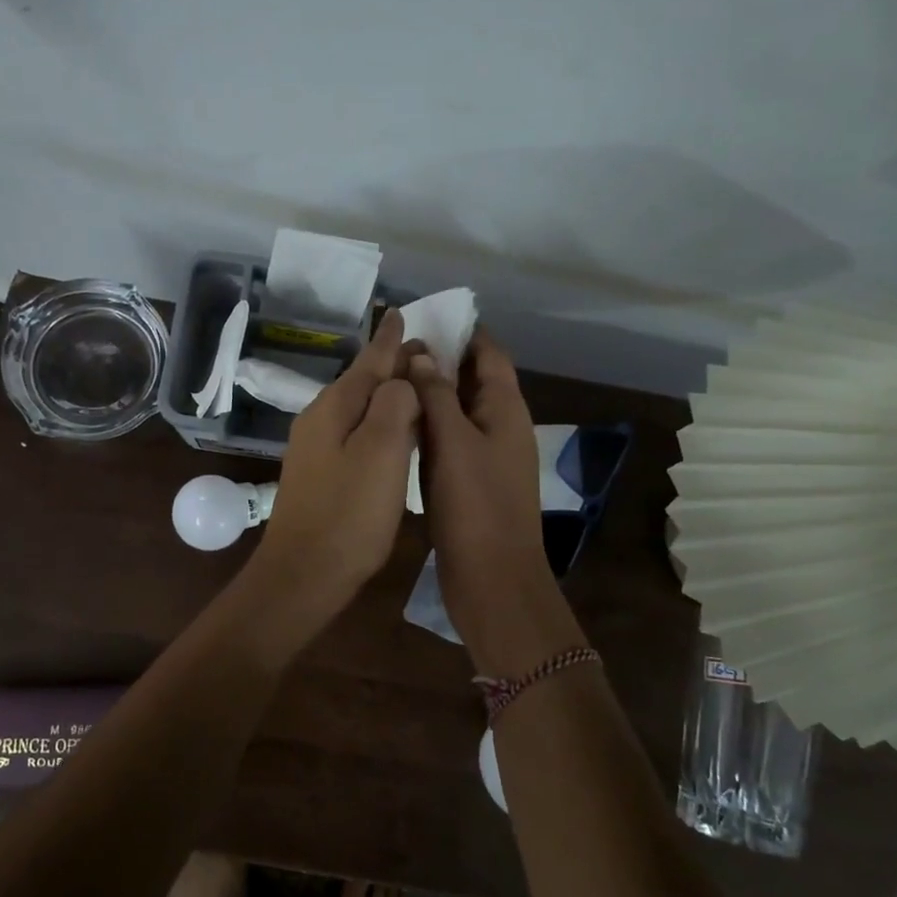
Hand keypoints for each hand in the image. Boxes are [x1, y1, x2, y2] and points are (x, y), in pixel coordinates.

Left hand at [256, 310, 420, 604]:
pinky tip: (392, 432)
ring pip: (358, 407)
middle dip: (391, 363)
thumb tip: (401, 381)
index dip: (389, 339)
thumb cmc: (349, 513)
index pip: (369, 361)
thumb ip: (394, 405)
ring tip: (415, 384)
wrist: (304, 574)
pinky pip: (356, 432)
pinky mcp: (321, 474)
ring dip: (386, 393)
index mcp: (335, 407)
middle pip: (362, 381)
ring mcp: (316, 448)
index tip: (402, 313)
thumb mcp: (381, 452)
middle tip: (425, 350)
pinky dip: (379, 423)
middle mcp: (320, 419)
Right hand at [408, 335, 586, 676]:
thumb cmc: (476, 506)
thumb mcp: (454, 442)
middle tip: (396, 348)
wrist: (492, 579)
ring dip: (431, 394)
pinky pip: (448, 442)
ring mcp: (485, 457)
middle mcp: (500, 427)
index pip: (490, 355)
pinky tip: (397, 424)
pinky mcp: (468, 482)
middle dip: (441, 361)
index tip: (427, 318)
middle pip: (473, 381)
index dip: (464, 333)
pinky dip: (428, 427)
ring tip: (390, 378)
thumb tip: (420, 355)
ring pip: (458, 413)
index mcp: (506, 410)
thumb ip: (437, 395)